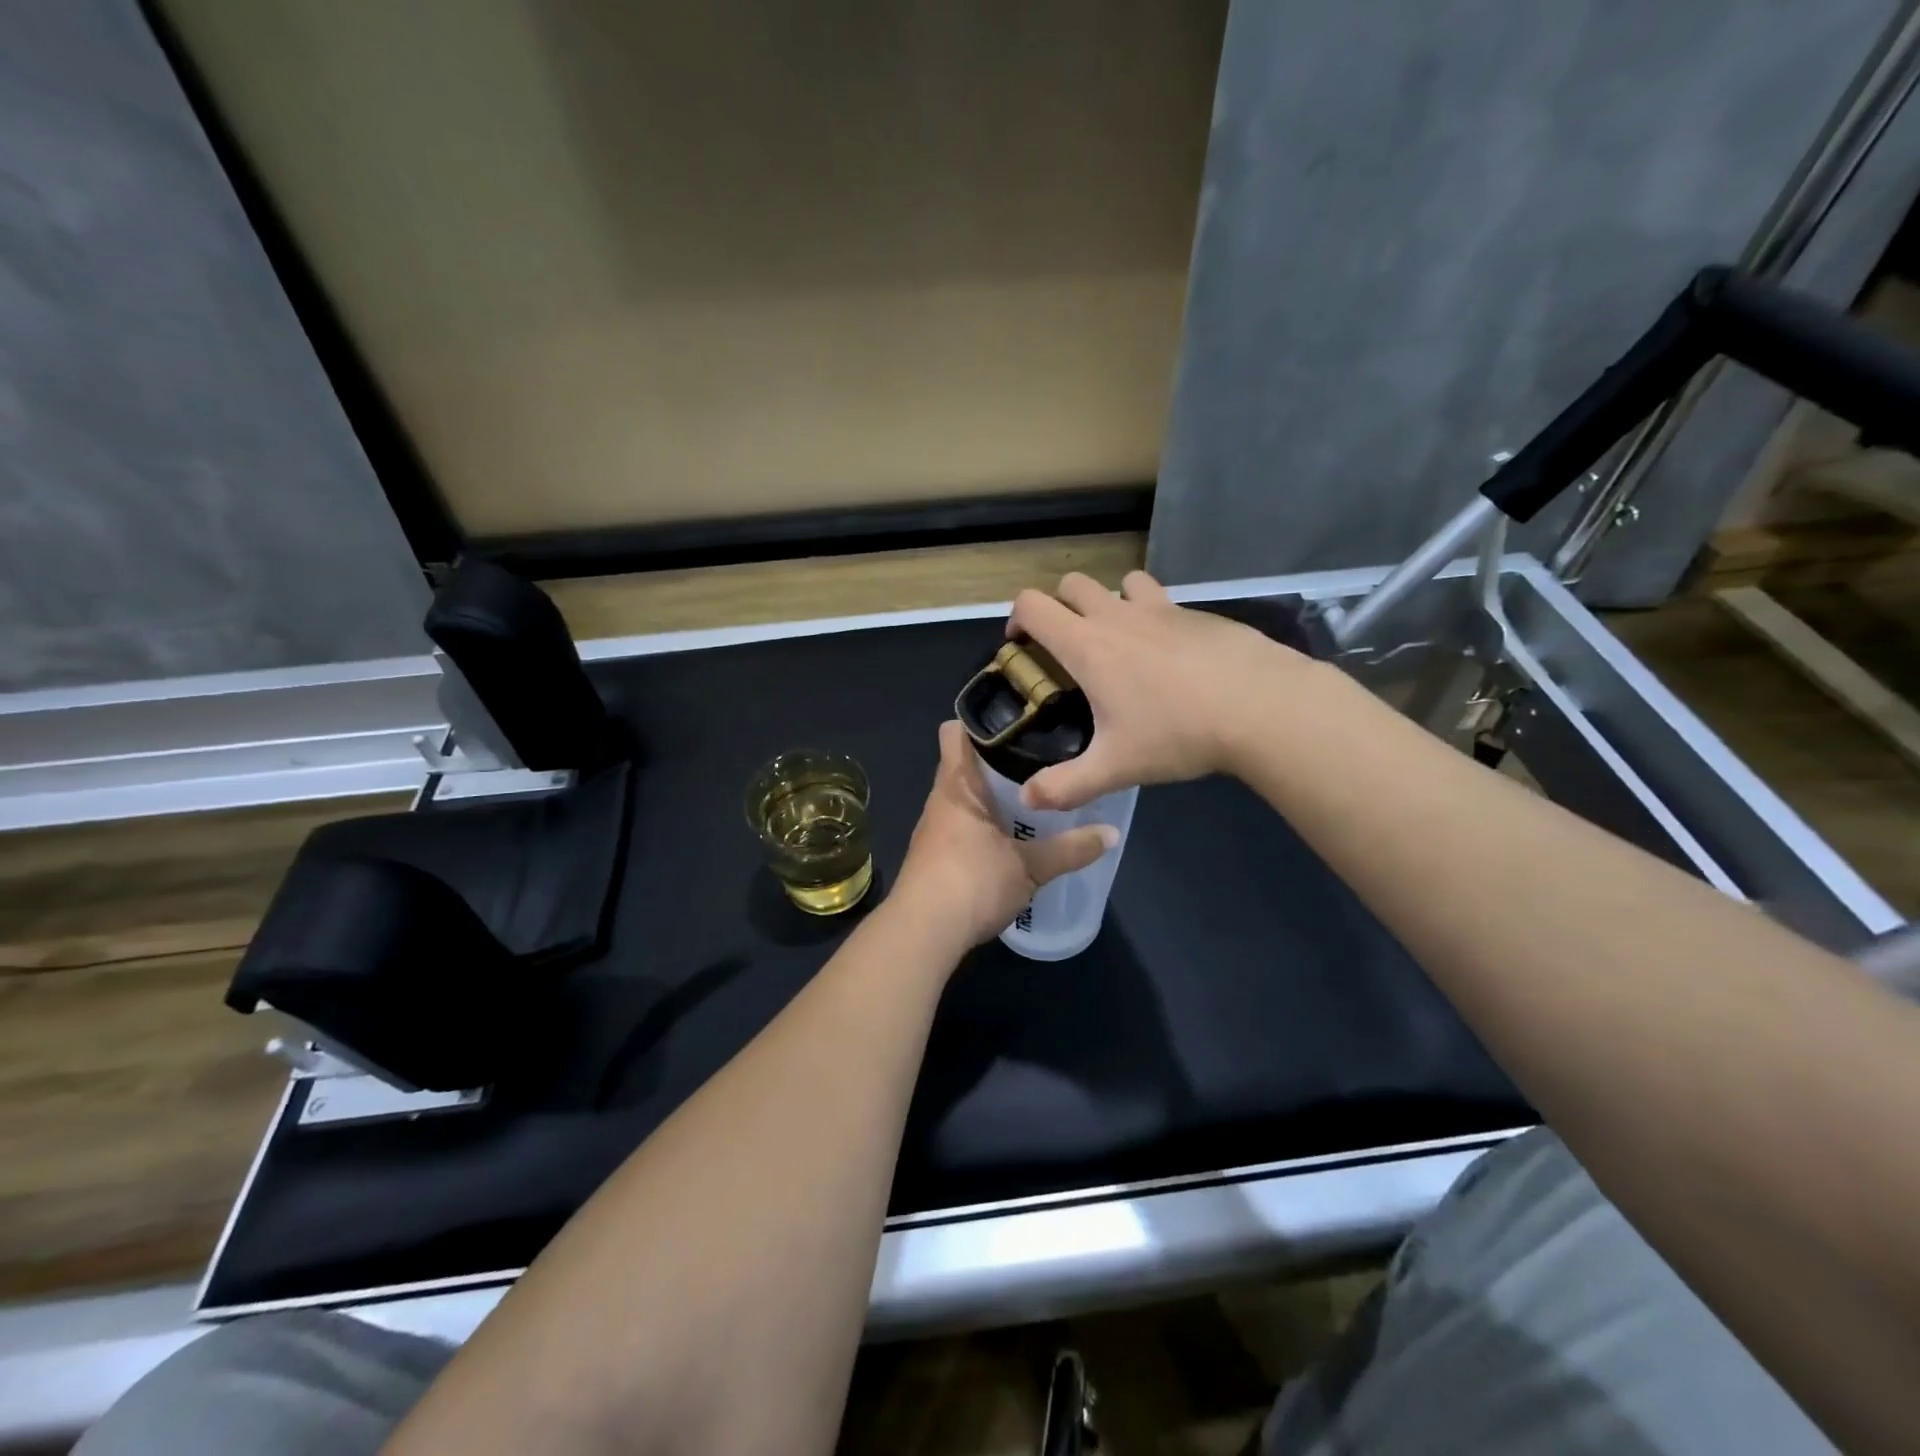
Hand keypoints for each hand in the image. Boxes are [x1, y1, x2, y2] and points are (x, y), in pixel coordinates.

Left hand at [892, 720, 1115, 946]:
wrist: (923, 933)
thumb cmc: (972, 882)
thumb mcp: (1030, 867)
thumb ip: (1071, 849)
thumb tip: (1113, 833)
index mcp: (957, 785)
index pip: (956, 732)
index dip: (982, 721)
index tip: (1020, 720)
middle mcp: (941, 799)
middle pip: (966, 764)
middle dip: (1000, 759)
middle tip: (1044, 757)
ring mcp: (934, 829)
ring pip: (966, 796)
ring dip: (993, 795)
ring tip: (1036, 793)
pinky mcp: (936, 856)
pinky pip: (963, 824)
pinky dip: (985, 823)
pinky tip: (1012, 836)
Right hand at [1005, 570, 1313, 811]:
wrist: (1261, 706)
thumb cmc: (1177, 732)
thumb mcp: (1115, 767)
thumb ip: (1066, 786)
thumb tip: (1028, 801)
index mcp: (1088, 644)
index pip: (1033, 605)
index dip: (1017, 618)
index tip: (1021, 646)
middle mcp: (1118, 615)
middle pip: (1072, 584)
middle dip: (1059, 606)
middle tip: (1066, 646)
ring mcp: (1162, 609)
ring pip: (1121, 583)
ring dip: (1109, 601)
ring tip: (1119, 641)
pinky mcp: (1198, 614)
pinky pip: (1163, 601)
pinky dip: (1152, 617)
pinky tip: (1170, 658)